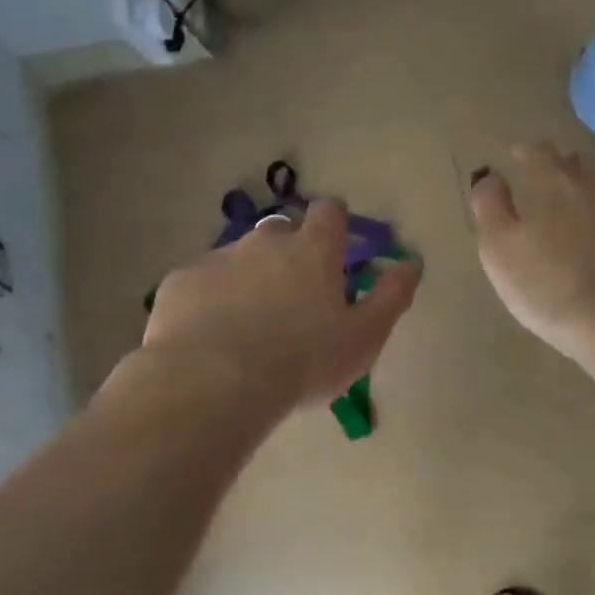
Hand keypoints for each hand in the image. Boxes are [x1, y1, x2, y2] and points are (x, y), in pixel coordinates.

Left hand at [137, 201, 420, 410]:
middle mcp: (265, 242)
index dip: (336, 224)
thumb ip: (392, 296)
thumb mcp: (364, 337)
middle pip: (282, 230)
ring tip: (250, 323)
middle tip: (294, 295)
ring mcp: (218, 258)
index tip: (337, 247)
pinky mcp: (181, 281)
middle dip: (290, 251)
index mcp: (313, 251)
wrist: (214, 382)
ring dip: (250, 277)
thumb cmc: (303, 361)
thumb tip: (412, 262)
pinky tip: (213, 335)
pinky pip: (203, 282)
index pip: (330, 212)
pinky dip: (212, 298)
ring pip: (240, 256)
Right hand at [470, 143, 594, 358]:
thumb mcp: (498, 249)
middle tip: (545, 187)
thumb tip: (489, 177)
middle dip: (559, 169)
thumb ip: (489, 206)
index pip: (538, 151)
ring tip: (579, 209)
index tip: (516, 160)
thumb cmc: (545, 286)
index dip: (525, 154)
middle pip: (576, 162)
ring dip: (591, 190)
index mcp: (554, 181)